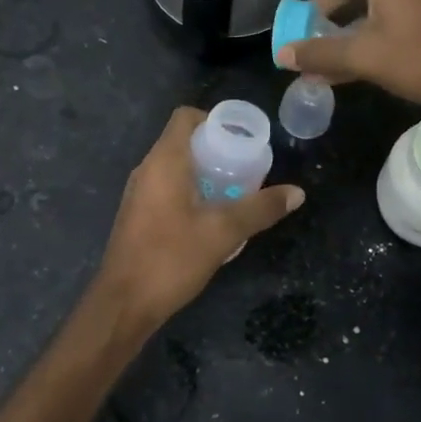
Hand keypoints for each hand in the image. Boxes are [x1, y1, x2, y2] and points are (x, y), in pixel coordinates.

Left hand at [92, 107, 303, 329]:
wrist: (123, 304)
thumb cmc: (171, 258)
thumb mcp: (223, 232)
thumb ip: (260, 209)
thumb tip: (297, 193)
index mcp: (164, 161)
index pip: (185, 117)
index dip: (214, 119)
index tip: (240, 138)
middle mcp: (147, 169)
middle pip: (183, 141)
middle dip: (215, 149)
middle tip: (245, 166)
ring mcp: (139, 193)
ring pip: (175, 167)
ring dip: (204, 172)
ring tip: (234, 190)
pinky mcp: (137, 215)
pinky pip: (167, 187)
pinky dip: (190, 190)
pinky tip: (211, 216)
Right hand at [276, 0, 420, 109]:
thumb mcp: (366, 56)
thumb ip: (321, 53)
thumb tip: (283, 54)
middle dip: (321, 5)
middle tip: (299, 23)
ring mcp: (416, 4)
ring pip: (367, 8)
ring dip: (340, 27)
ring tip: (318, 48)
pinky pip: (382, 23)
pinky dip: (360, 38)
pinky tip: (347, 66)